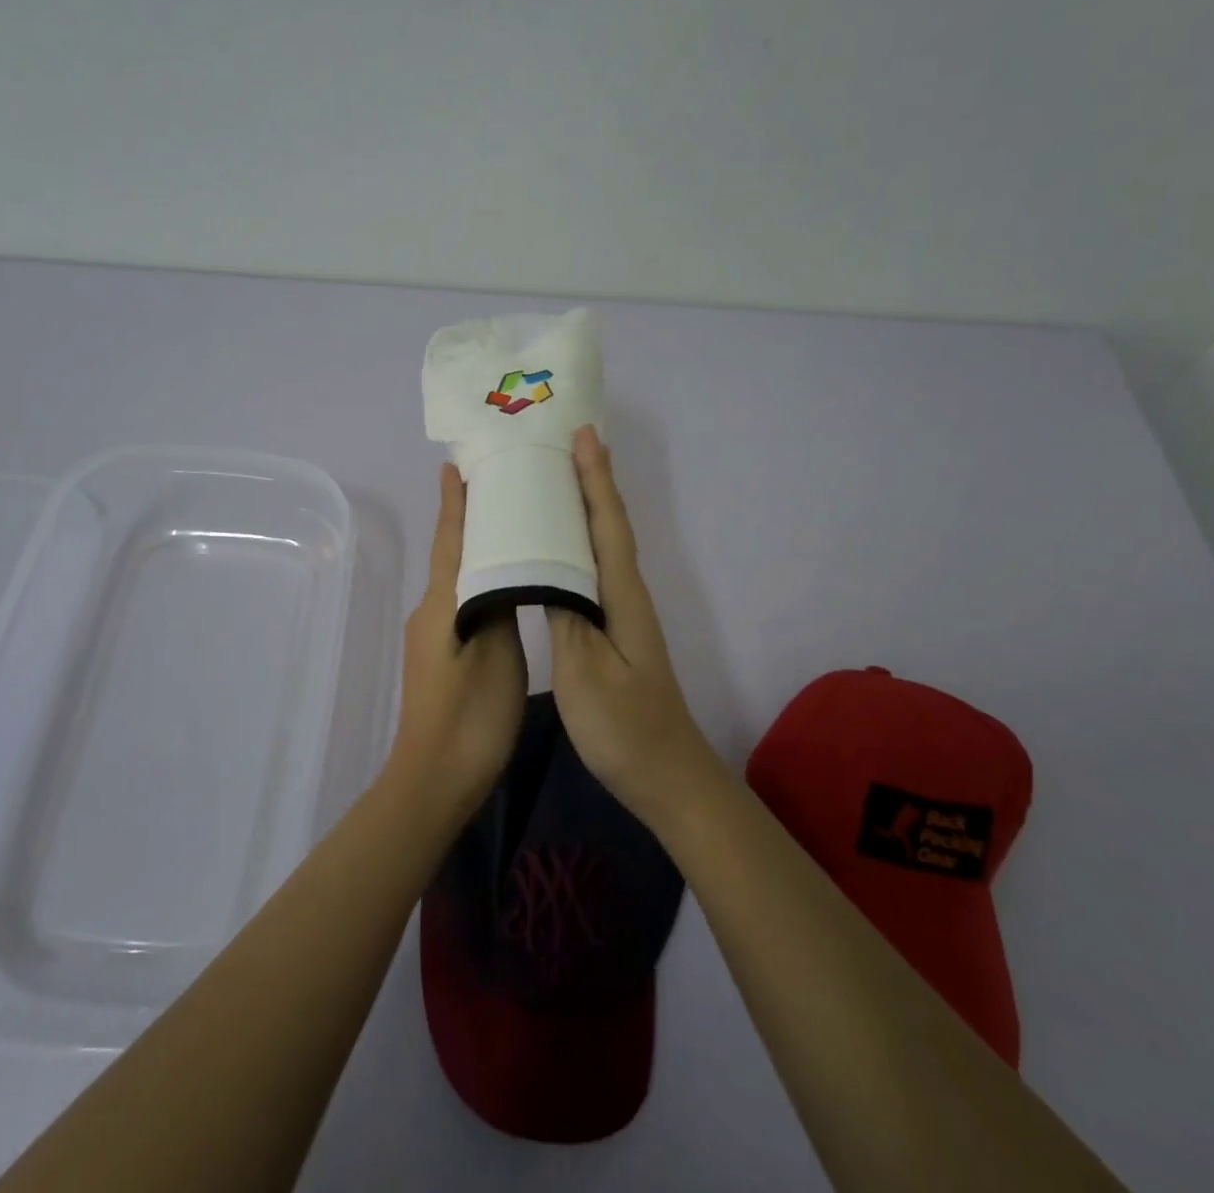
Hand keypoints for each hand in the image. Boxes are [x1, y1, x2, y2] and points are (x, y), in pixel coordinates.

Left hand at [389, 464, 527, 814]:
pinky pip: (460, 602)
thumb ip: (500, 605)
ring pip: (456, 578)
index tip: (453, 465)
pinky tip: (500, 583)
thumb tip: (503, 568)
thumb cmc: (471, 716)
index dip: (454, 503)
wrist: (435, 780)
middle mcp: (430, 611)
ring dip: (474, 549)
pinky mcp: (439, 656)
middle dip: (466, 518)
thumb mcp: (497, 654)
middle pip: (451, 553)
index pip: (450, 540)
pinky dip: (478, 580)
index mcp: (442, 604)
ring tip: (506, 526)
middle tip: (493, 486)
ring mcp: (432, 635)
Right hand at [549, 426, 720, 827]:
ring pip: (602, 548)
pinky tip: (556, 553)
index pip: (608, 524)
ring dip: (584, 510)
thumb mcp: (585, 672)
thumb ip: (565, 615)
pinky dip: (577, 547)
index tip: (584, 436)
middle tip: (565, 445)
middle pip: (609, 526)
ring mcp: (623, 616)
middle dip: (592, 482)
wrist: (667, 778)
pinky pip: (593, 573)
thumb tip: (546, 567)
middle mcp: (627, 596)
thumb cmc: (624, 727)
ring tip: (554, 484)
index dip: (596, 480)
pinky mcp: (613, 634)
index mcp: (622, 597)